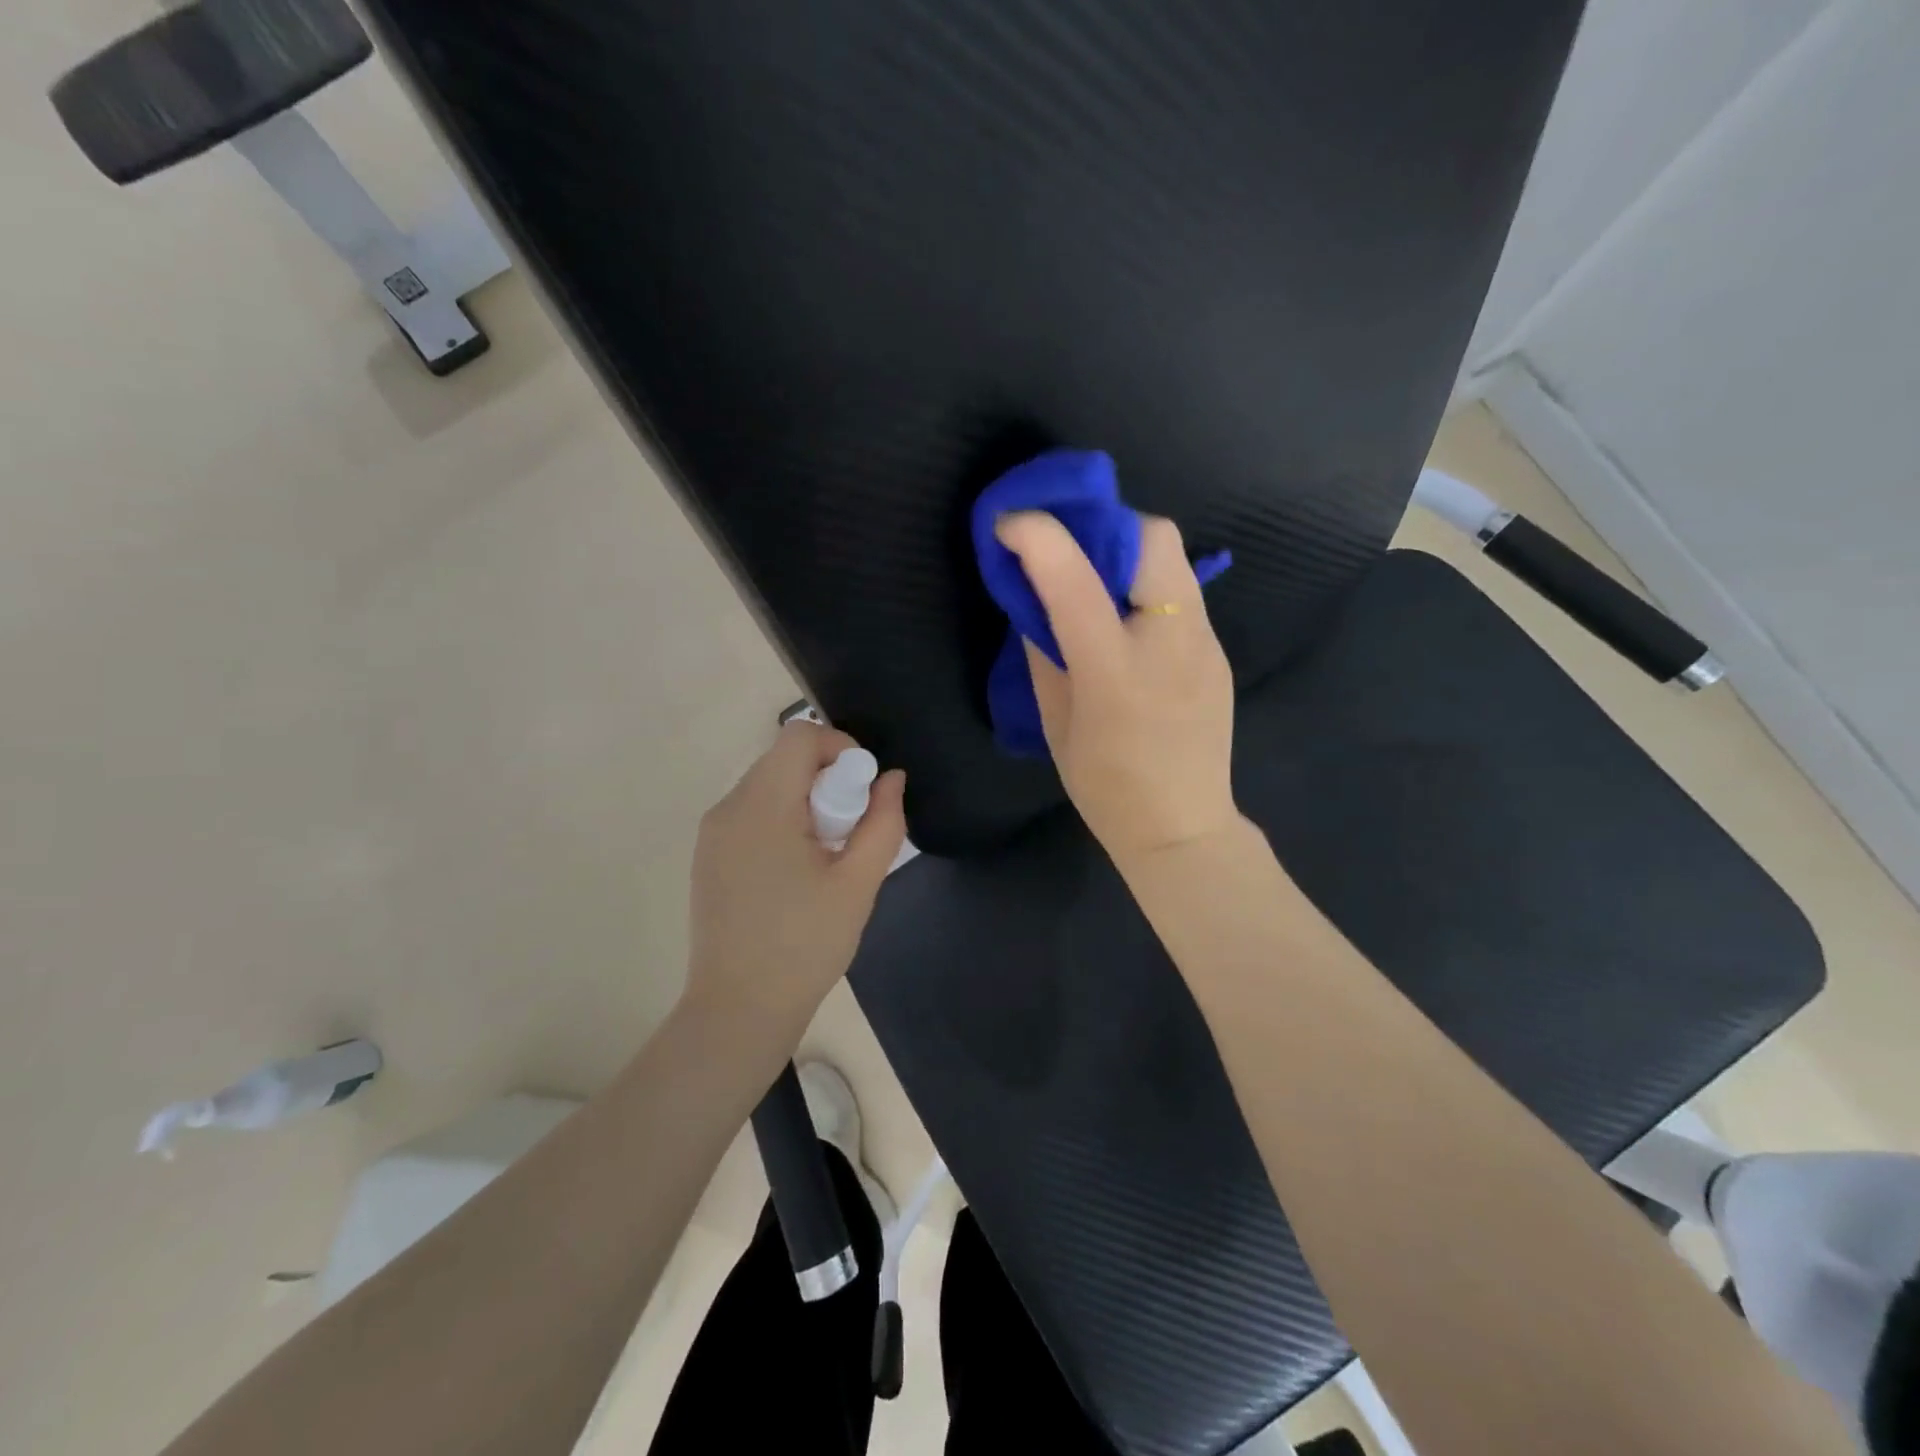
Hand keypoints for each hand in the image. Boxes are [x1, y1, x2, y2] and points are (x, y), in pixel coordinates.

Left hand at [686, 721, 906, 1031]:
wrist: (739, 1010)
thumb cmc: (805, 946)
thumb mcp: (858, 883)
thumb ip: (883, 822)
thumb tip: (891, 778)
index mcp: (762, 807)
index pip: (799, 736)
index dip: (840, 748)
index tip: (863, 792)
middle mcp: (728, 808)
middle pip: (784, 759)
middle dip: (827, 779)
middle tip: (849, 832)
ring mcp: (712, 832)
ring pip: (769, 785)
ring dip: (806, 801)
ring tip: (825, 856)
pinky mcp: (709, 855)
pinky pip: (752, 812)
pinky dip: (783, 820)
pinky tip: (797, 871)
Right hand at [995, 510, 1238, 869]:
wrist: (1182, 827)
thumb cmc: (1105, 787)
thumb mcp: (1056, 722)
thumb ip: (1043, 652)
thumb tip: (1034, 601)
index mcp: (1114, 670)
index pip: (1075, 577)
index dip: (1038, 535)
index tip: (1009, 524)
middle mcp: (1169, 642)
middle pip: (1152, 536)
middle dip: (1104, 525)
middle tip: (1070, 550)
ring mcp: (1203, 643)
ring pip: (1173, 557)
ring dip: (1127, 551)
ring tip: (1098, 581)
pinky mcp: (1217, 650)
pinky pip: (1182, 591)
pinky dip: (1147, 584)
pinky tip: (1128, 621)